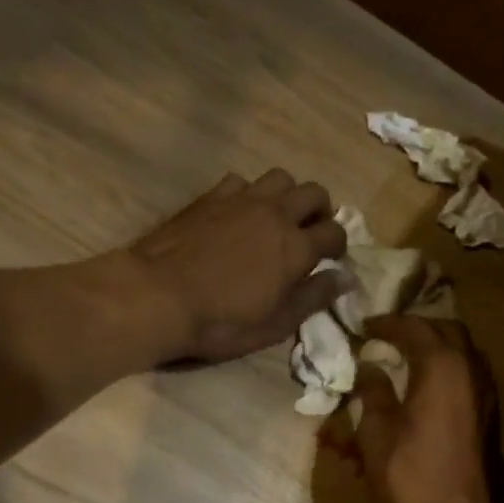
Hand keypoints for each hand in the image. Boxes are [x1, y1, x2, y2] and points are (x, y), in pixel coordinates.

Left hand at [130, 170, 348, 363]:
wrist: (158, 296)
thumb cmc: (221, 321)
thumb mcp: (275, 324)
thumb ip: (313, 297)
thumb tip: (345, 278)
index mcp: (296, 247)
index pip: (335, 232)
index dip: (338, 246)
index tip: (331, 259)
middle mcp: (275, 214)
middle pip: (314, 193)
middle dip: (320, 210)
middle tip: (310, 231)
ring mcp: (241, 200)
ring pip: (280, 178)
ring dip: (286, 194)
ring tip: (276, 216)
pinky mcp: (210, 196)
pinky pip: (241, 181)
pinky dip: (248, 194)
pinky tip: (237, 213)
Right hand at [350, 315, 503, 502]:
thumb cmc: (407, 474)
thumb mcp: (376, 430)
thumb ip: (373, 391)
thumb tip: (368, 367)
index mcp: (442, 366)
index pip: (414, 328)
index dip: (386, 324)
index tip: (363, 326)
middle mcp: (471, 371)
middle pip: (448, 331)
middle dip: (417, 328)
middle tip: (388, 336)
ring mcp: (485, 395)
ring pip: (464, 352)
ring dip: (436, 347)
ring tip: (406, 356)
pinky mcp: (488, 417)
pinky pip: (469, 376)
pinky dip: (447, 369)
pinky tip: (426, 385)